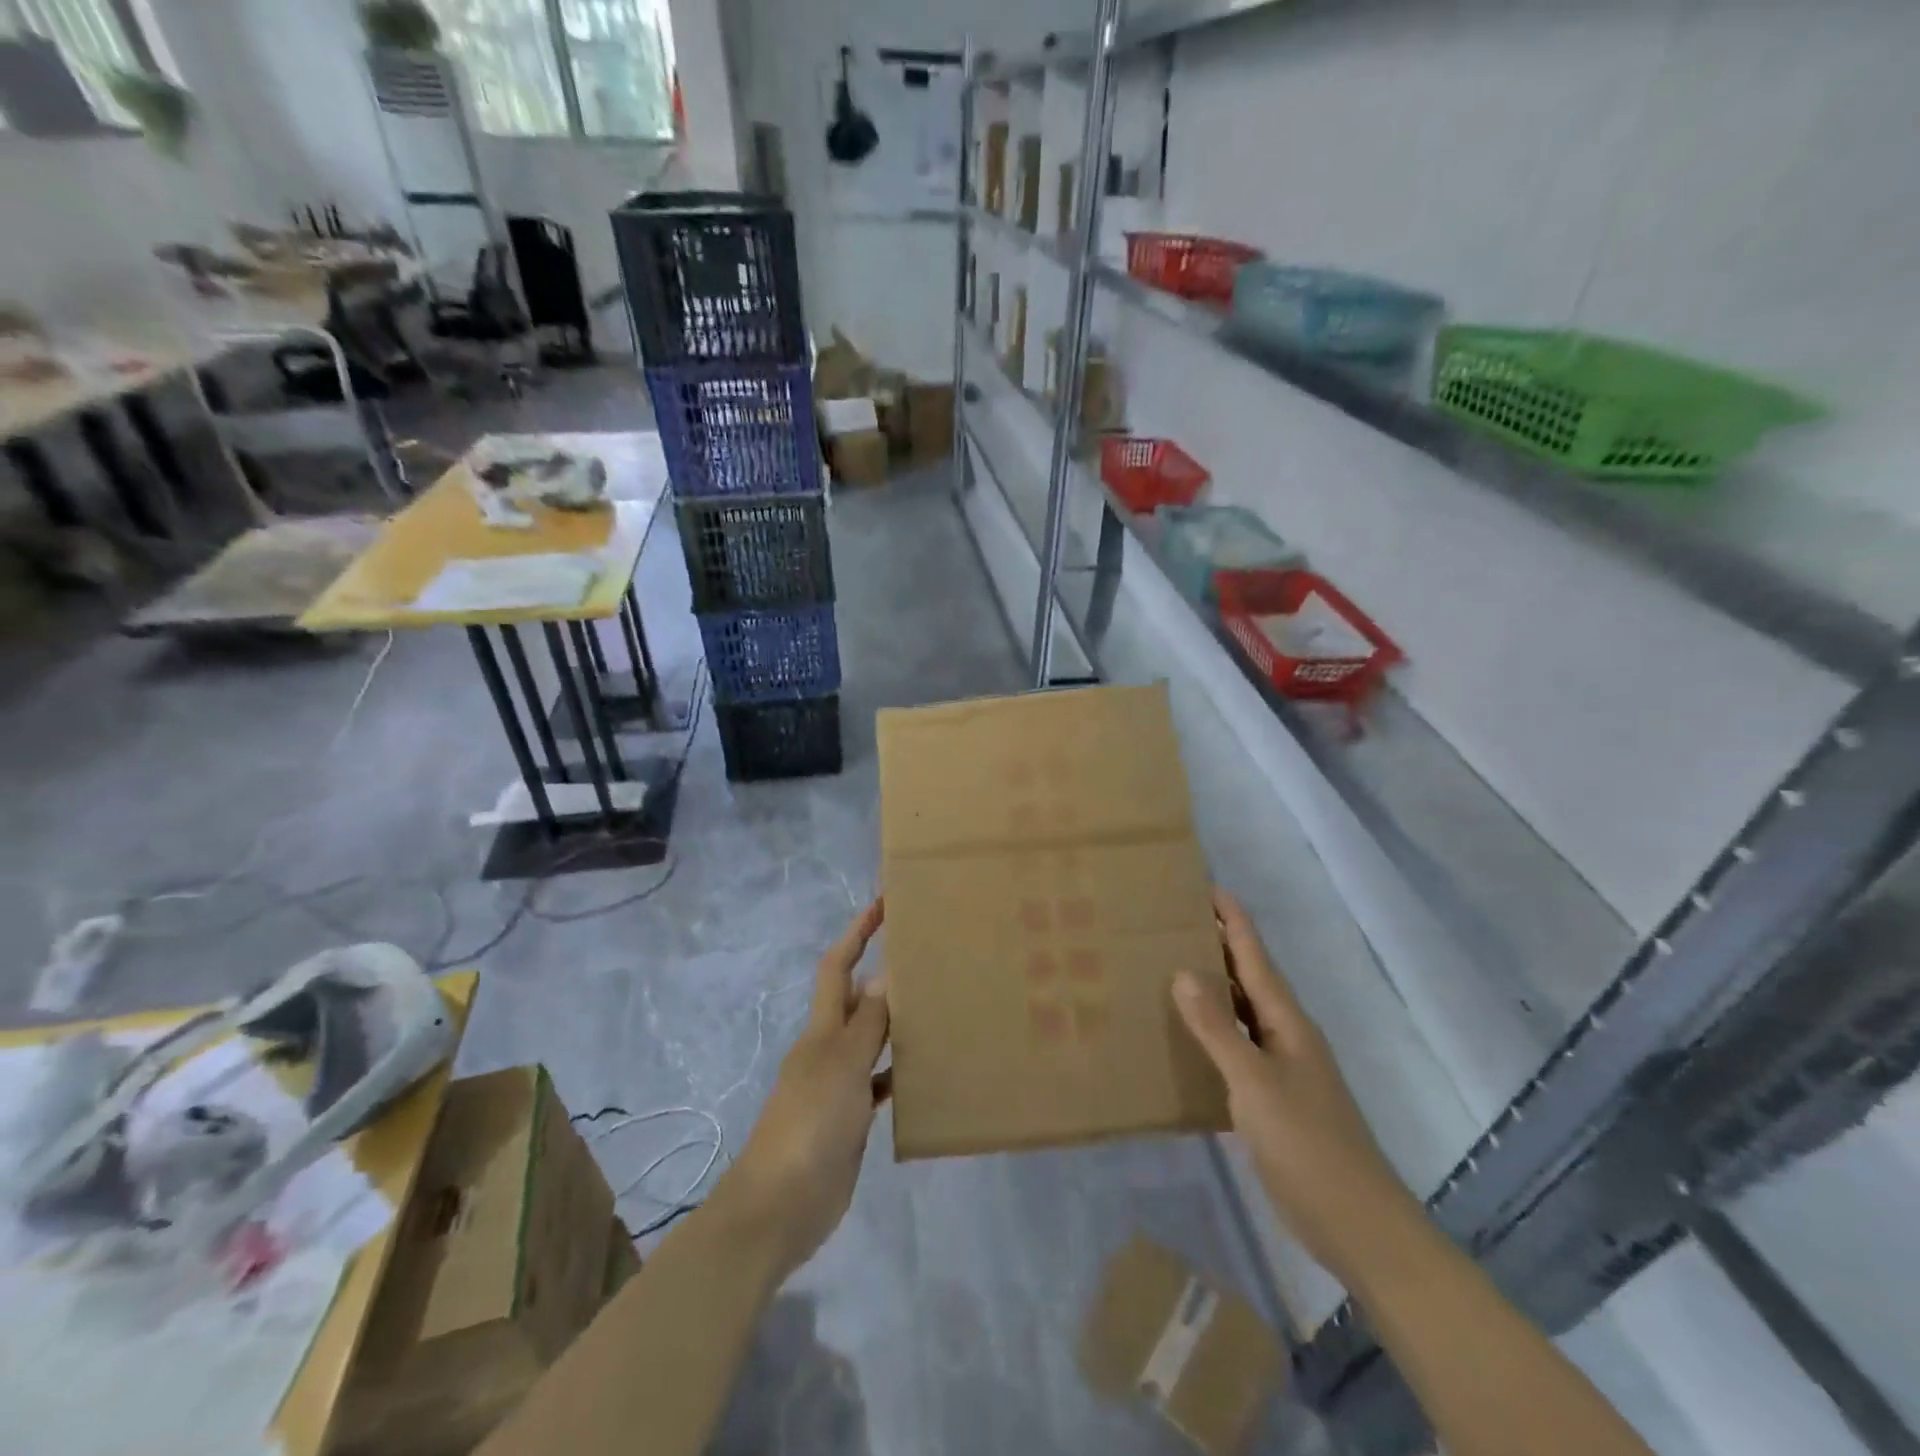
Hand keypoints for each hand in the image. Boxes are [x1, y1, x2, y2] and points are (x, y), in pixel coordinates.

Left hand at [712, 899, 889, 1279]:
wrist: (779, 1206)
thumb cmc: (810, 1124)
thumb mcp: (842, 1066)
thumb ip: (867, 1024)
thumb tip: (884, 975)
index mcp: (822, 1030)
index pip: (838, 967)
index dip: (857, 933)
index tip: (883, 904)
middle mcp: (828, 1049)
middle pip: (856, 1000)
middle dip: (882, 975)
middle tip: (927, 960)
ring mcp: (838, 1085)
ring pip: (871, 1041)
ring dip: (895, 1024)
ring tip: (936, 1009)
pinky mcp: (849, 1119)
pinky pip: (879, 1083)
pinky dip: (897, 1073)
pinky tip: (924, 1074)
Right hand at [1173, 889, 1419, 1284]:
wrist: (1355, 1223)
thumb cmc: (1306, 1143)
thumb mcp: (1254, 1081)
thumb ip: (1217, 1028)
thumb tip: (1183, 971)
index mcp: (1287, 1023)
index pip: (1256, 958)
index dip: (1234, 922)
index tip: (1208, 887)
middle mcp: (1286, 1037)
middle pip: (1250, 980)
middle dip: (1219, 947)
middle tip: (1176, 921)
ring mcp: (1282, 1070)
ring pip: (1242, 1015)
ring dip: (1214, 990)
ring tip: (1172, 967)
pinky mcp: (1273, 1101)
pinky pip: (1237, 1050)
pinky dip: (1212, 1034)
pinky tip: (1186, 1039)